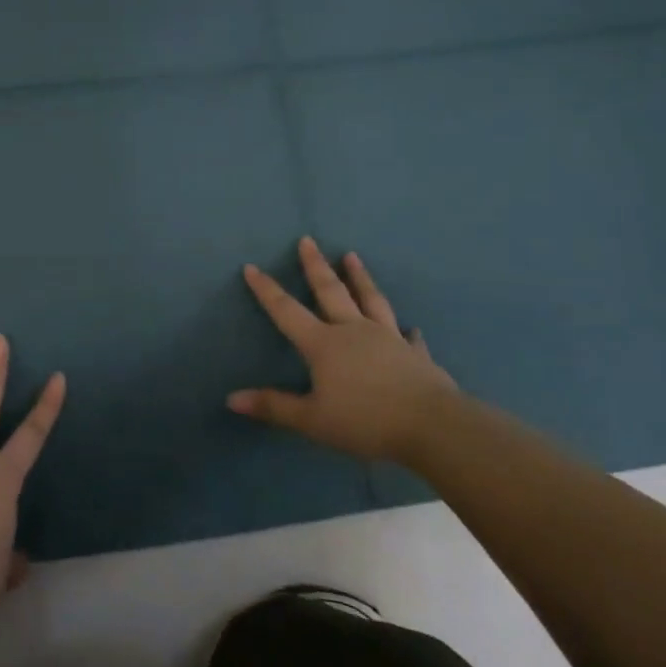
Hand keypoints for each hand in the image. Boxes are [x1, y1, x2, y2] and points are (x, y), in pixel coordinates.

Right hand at [230, 237, 462, 462]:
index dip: (267, 290)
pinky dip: (406, 330)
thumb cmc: (365, 421)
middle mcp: (354, 331)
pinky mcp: (416, 355)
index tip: (252, 267)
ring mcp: (388, 339)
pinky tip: (411, 327)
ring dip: (360, 278)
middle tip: (308, 240)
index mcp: (324, 344)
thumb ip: (274, 406)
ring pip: (370, 300)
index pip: (287, 311)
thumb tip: (232, 399)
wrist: (433, 426)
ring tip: (352, 256)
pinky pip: (409, 337)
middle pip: (331, 291)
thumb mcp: (312, 420)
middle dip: (316, 266)